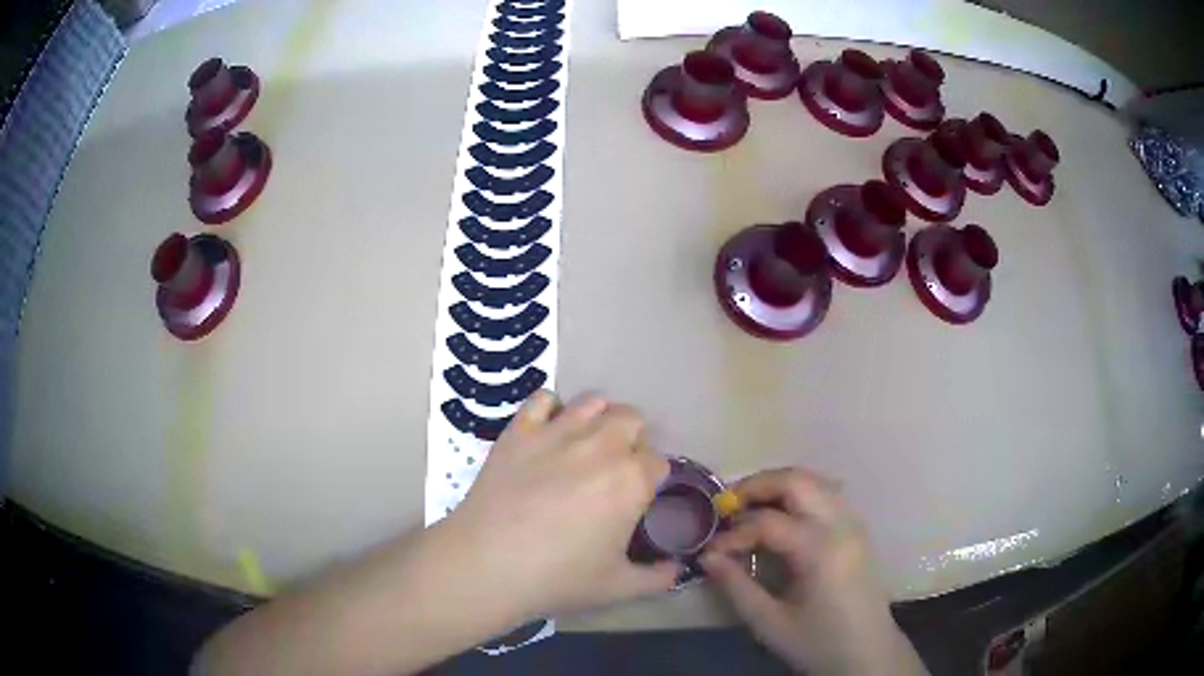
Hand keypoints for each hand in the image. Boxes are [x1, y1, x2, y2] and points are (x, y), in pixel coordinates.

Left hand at [436, 390, 681, 620]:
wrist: (488, 564)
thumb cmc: (558, 578)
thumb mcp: (618, 587)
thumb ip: (657, 579)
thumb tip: (678, 571)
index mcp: (631, 480)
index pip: (658, 461)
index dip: (651, 477)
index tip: (638, 495)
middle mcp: (601, 445)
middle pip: (631, 420)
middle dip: (631, 439)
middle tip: (614, 469)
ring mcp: (557, 432)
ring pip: (593, 402)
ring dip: (598, 418)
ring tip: (587, 443)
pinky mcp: (519, 429)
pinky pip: (543, 399)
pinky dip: (551, 408)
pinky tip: (547, 430)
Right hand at [700, 468, 926, 675]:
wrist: (868, 653)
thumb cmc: (818, 643)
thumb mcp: (770, 623)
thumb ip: (736, 586)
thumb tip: (707, 557)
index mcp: (821, 551)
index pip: (768, 522)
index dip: (733, 533)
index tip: (709, 551)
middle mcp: (841, 525)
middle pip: (797, 481)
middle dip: (756, 486)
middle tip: (726, 507)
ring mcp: (854, 523)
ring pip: (814, 481)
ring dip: (777, 486)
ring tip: (748, 509)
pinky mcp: (857, 530)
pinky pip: (826, 494)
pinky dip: (798, 493)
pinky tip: (781, 515)